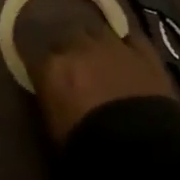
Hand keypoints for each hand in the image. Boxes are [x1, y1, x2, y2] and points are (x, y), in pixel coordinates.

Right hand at [13, 0, 178, 142]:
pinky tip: (127, 52)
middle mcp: (78, 47)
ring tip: (99, 56)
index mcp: (52, 67)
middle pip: (66, 36)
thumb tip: (51, 91)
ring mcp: (113, 46)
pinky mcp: (144, 52)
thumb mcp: (54, 127)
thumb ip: (50, 99)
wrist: (140, 148)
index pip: (35, 55)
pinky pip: (131, 38)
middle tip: (73, 67)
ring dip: (95, 42)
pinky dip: (127, 44)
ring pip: (97, 31)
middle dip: (68, 49)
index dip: (40, 65)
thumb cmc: (87, 147)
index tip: (42, 74)